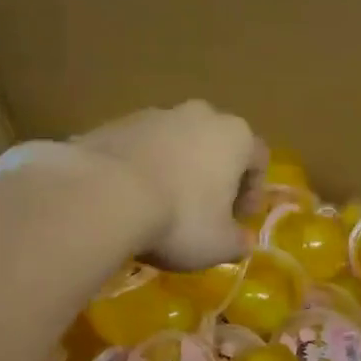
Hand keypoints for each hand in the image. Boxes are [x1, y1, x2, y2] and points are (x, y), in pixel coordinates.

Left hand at [73, 101, 264, 270]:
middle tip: (204, 210)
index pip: (257, 158)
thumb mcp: (219, 245)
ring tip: (161, 206)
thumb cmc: (179, 219)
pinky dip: (141, 168)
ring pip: (175, 143)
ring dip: (176, 169)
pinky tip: (129, 199)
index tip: (240, 219)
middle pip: (216, 143)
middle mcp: (199, 115)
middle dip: (213, 175)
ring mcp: (154, 114)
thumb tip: (242, 240)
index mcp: (234, 135)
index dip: (253, 191)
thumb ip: (238, 241)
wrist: (103, 195)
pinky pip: (139, 148)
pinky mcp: (115, 123)